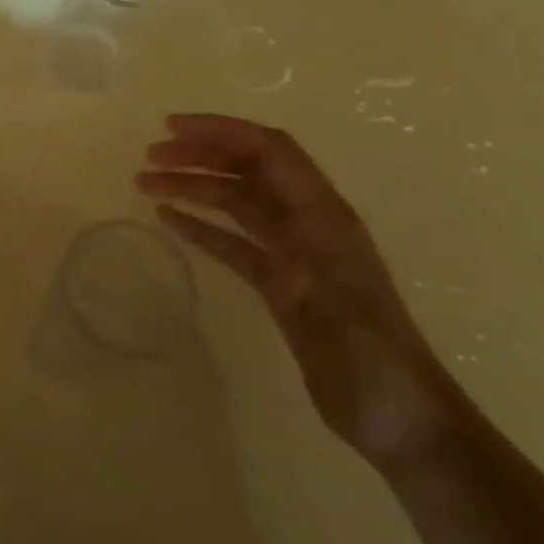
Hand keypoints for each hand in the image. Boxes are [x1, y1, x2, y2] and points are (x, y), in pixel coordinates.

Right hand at [136, 114, 468, 464]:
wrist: (398, 415)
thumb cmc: (373, 356)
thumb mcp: (339, 295)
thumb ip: (308, 248)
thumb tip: (274, 217)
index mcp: (324, 214)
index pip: (268, 150)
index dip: (220, 131)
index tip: (170, 128)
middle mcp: (307, 222)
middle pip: (248, 169)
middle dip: (200, 154)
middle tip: (149, 157)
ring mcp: (293, 252)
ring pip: (236, 203)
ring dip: (194, 187)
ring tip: (145, 184)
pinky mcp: (280, 283)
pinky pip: (234, 241)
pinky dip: (202, 226)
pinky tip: (170, 220)